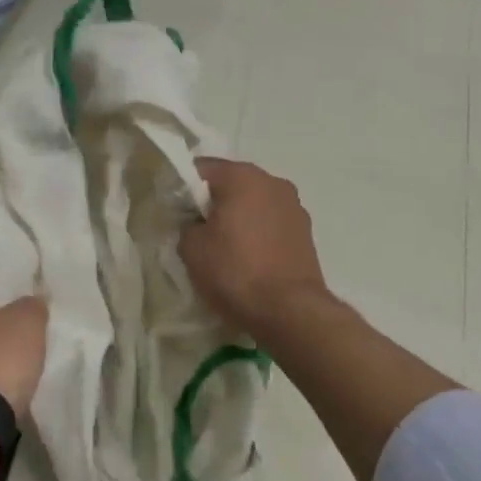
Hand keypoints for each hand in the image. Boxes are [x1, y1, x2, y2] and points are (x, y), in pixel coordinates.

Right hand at [180, 159, 329, 343]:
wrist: (290, 311)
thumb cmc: (235, 272)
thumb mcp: (191, 248)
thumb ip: (187, 224)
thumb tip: (196, 224)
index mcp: (242, 176)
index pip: (201, 168)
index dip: (183, 187)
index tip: (174, 211)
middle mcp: (273, 181)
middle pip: (231, 184)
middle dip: (213, 203)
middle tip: (196, 230)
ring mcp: (294, 206)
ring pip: (254, 204)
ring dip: (239, 218)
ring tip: (224, 248)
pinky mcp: (306, 232)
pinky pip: (271, 223)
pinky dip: (258, 234)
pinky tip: (249, 259)